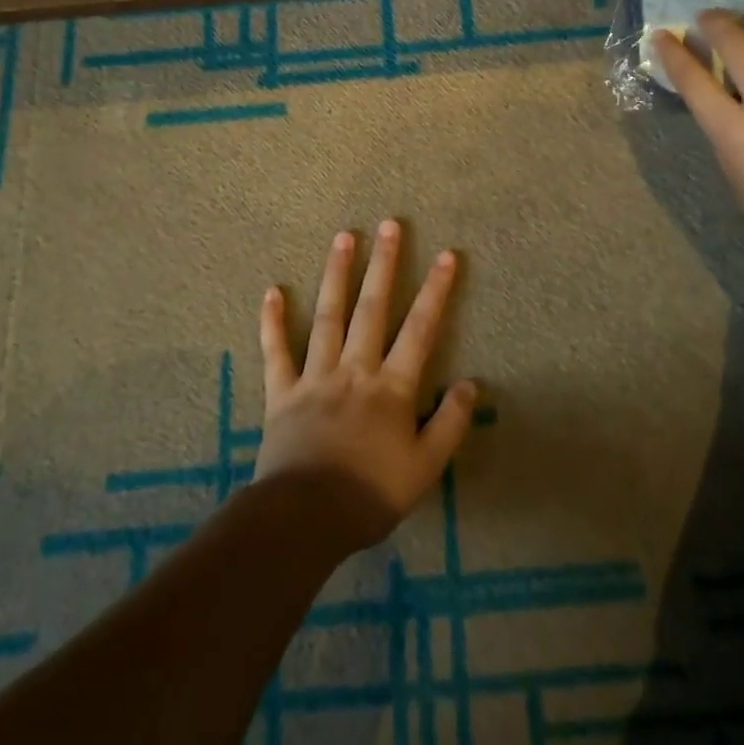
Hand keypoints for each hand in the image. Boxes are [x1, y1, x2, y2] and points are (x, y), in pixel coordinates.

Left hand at [255, 221, 477, 552]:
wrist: (305, 520)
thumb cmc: (370, 494)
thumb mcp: (425, 468)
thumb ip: (450, 424)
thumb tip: (470, 383)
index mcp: (392, 387)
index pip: (420, 329)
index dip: (436, 291)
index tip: (447, 255)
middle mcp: (355, 369)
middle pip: (372, 308)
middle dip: (385, 264)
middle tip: (390, 224)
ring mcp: (315, 376)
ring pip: (328, 316)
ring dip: (337, 275)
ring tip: (344, 236)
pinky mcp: (282, 392)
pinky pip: (276, 351)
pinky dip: (273, 321)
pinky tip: (272, 291)